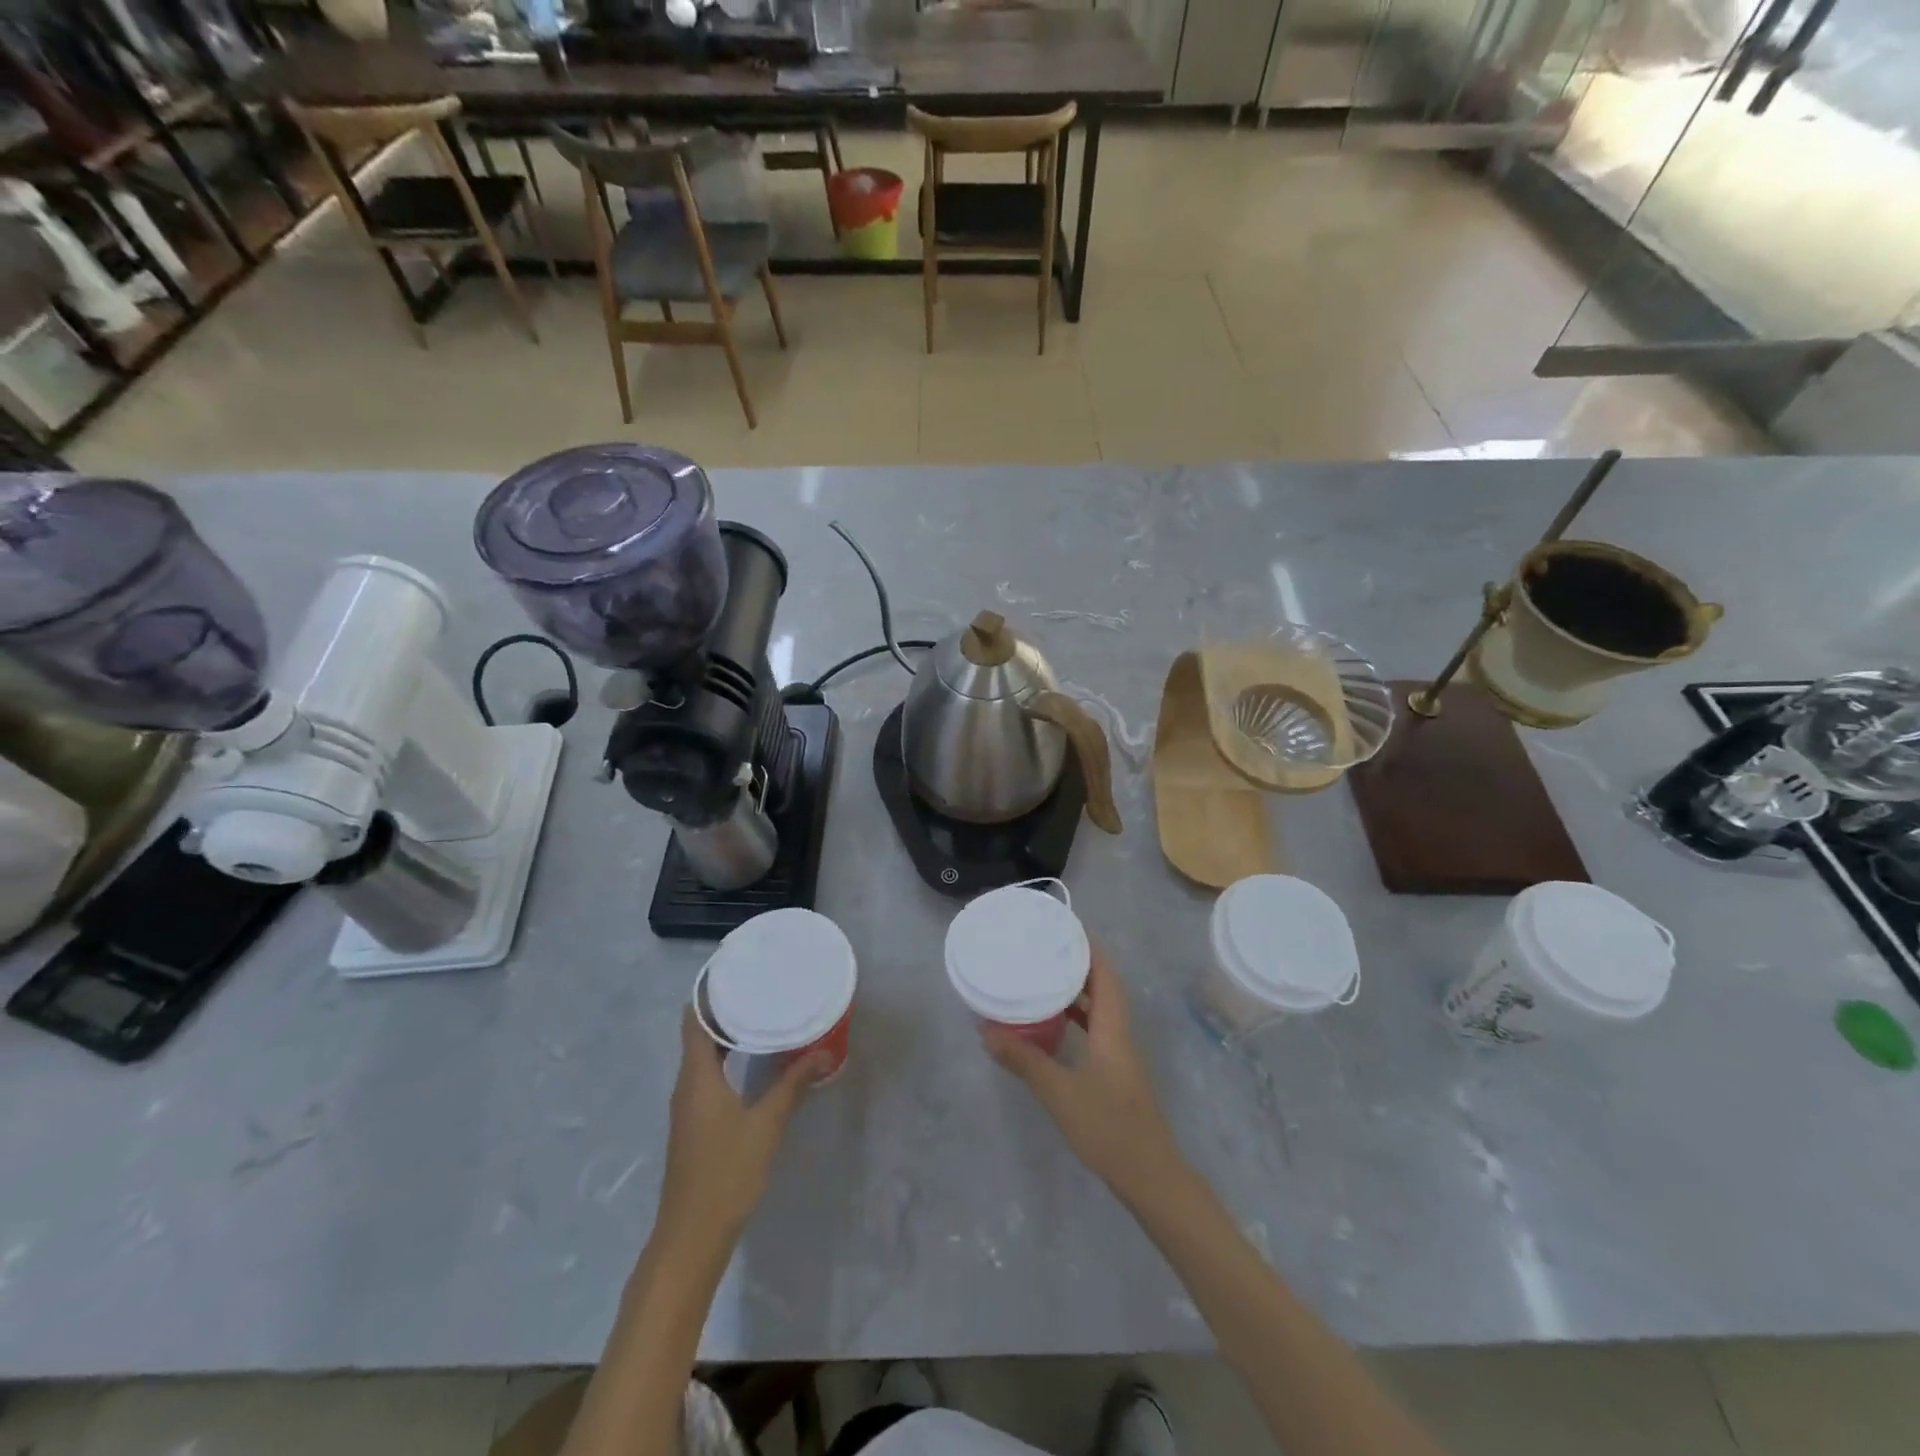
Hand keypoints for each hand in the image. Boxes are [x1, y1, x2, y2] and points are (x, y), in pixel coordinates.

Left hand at [655, 1009, 826, 1249]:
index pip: (693, 1021)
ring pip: (703, 1057)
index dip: (708, 994)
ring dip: (727, 1035)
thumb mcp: (766, 1124)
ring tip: (762, 1016)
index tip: (734, 972)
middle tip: (759, 988)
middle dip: (725, 1010)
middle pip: (699, 1035)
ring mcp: (689, 1107)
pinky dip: (727, 1059)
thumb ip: (793, 1084)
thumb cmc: (726, 1172)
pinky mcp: (695, 1124)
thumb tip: (823, 1050)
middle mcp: (687, 1085)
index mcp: (696, 1076)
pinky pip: (708, 1076)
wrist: (691, 1236)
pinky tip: (754, 1062)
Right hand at [982, 948, 1184, 1198]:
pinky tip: (1053, 1027)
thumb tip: (986, 1032)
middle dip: (1079, 965)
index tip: (1066, 927)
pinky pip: (1096, 1032)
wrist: (1151, 1178)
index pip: (1105, 975)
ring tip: (1044, 978)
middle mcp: (1120, 1035)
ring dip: (1077, 992)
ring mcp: (1119, 1056)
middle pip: (1104, 988)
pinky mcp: (1115, 1075)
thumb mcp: (1060, 1093)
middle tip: (1045, 949)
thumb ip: (1024, 1061)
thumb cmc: (1109, 1128)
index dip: (1089, 948)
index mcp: (1113, 1029)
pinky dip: (1076, 1020)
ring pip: (1100, 1011)